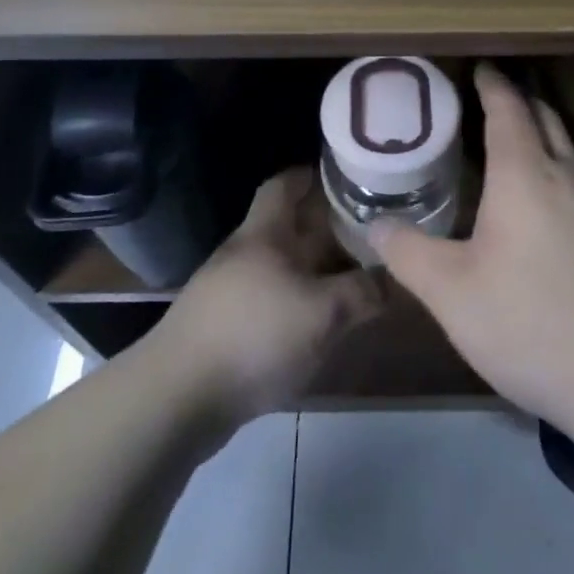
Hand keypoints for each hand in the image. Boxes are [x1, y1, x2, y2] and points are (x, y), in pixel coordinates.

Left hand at [153, 166, 383, 425]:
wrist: (178, 399)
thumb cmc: (254, 336)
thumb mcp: (322, 312)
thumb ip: (362, 292)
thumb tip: (395, 279)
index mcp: (264, 233)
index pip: (284, 184)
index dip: (313, 175)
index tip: (348, 176)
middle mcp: (247, 253)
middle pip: (291, 228)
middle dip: (330, 228)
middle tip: (373, 232)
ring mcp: (233, 291)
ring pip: (286, 267)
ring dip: (319, 269)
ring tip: (360, 276)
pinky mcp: (228, 328)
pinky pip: (275, 301)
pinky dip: (303, 303)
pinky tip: (325, 322)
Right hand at [370, 63, 573, 430]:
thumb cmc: (531, 321)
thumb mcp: (452, 293)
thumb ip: (409, 254)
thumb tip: (375, 224)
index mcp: (525, 176)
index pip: (509, 110)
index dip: (493, 85)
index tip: (481, 66)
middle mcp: (567, 181)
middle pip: (547, 122)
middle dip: (522, 102)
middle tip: (494, 98)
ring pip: (569, 156)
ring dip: (543, 139)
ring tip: (514, 150)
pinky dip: (557, 177)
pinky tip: (544, 214)